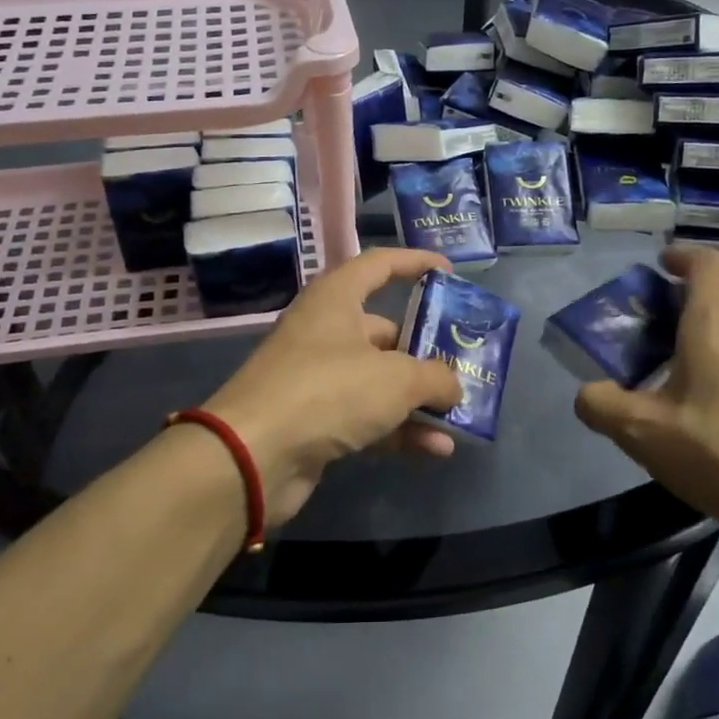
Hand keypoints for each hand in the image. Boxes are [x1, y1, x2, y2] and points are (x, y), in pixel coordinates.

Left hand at [203, 249, 464, 523]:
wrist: (253, 455)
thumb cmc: (328, 391)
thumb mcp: (397, 378)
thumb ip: (435, 377)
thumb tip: (453, 386)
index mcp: (336, 300)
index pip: (379, 265)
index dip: (415, 263)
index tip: (450, 273)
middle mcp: (326, 332)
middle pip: (386, 331)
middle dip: (427, 350)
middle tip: (465, 364)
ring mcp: (319, 378)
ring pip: (380, 379)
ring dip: (419, 398)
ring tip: (460, 413)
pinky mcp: (316, 420)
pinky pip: (368, 417)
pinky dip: (400, 429)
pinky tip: (436, 449)